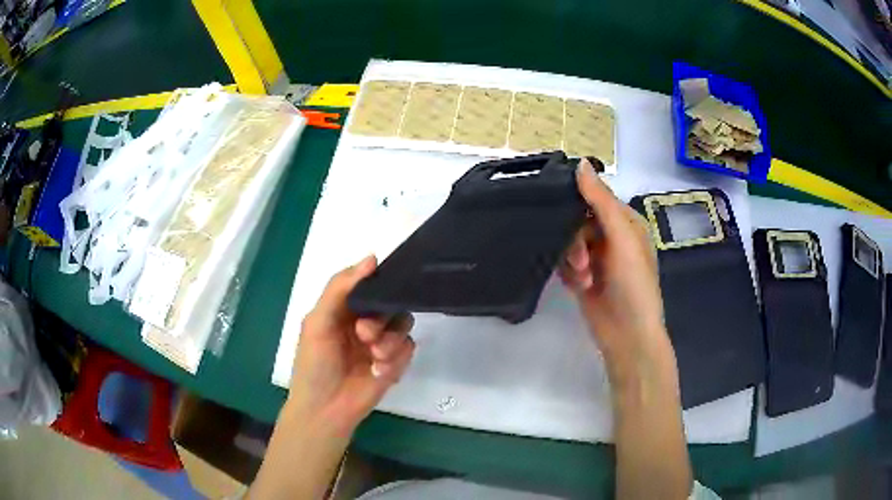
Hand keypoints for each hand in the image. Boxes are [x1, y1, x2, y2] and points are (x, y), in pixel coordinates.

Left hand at [286, 255, 415, 435]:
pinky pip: (408, 348)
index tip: (383, 288)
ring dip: (389, 340)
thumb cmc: (314, 364)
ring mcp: (381, 342)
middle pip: (391, 302)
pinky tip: (378, 372)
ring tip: (374, 358)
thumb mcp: (318, 322)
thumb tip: (372, 258)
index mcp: (345, 308)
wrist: (326, 409)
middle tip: (363, 335)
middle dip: (381, 318)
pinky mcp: (394, 363)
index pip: (370, 284)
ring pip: (404, 324)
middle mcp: (365, 320)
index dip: (379, 283)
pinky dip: (395, 359)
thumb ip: (340, 288)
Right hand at [559, 159, 673, 386]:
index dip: (578, 203)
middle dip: (575, 241)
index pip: (595, 199)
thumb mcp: (622, 238)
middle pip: (577, 222)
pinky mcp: (583, 278)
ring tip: (583, 280)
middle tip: (581, 262)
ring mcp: (597, 259)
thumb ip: (601, 201)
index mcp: (626, 223)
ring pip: (568, 243)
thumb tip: (580, 163)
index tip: (559, 208)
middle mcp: (611, 238)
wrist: (628, 335)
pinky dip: (568, 273)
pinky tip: (577, 287)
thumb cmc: (633, 283)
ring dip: (572, 260)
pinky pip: (564, 264)